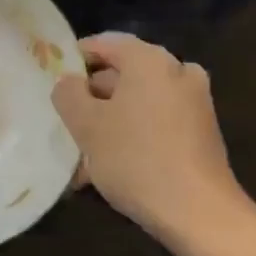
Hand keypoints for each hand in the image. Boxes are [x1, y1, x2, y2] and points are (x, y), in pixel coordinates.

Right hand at [52, 33, 244, 239]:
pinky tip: (109, 169)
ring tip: (82, 158)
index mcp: (150, 59)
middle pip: (123, 75)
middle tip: (66, 124)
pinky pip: (157, 123)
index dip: (76, 58)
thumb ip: (68, 94)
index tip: (54, 80)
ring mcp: (194, 102)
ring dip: (110, 124)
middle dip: (92, 100)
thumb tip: (69, 82)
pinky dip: (133, 136)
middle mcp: (177, 71)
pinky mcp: (201, 131)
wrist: (199, 212)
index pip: (105, 43)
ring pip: (138, 103)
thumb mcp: (87, 126)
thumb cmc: (136, 159)